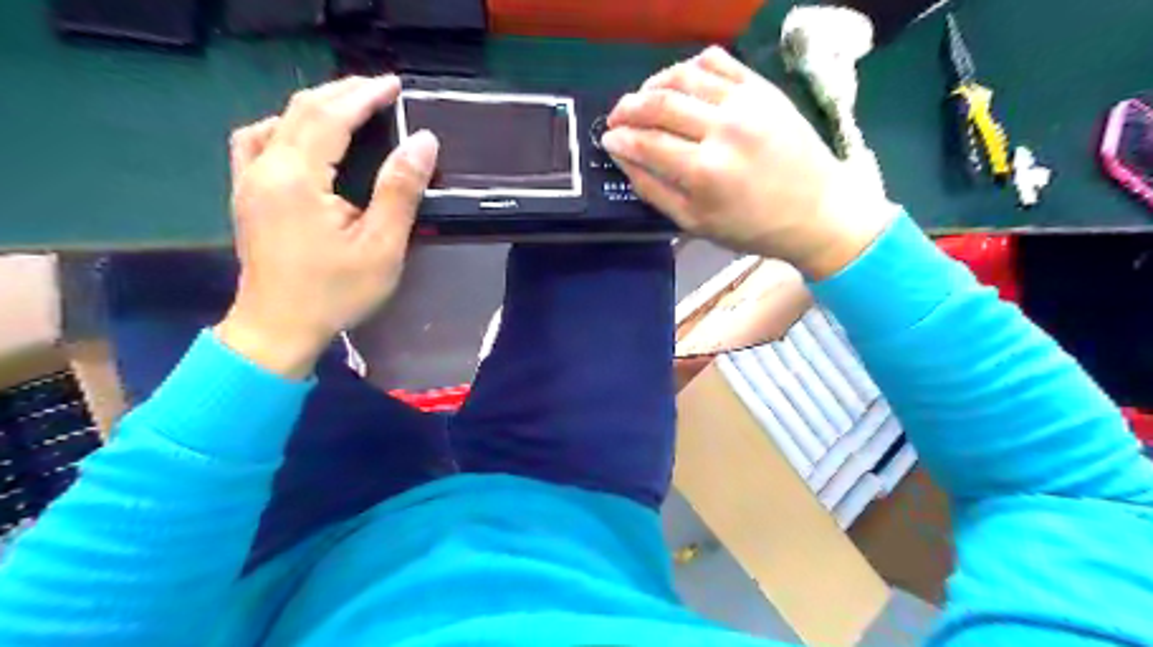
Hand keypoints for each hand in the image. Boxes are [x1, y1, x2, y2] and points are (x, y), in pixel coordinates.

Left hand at [215, 77, 437, 378]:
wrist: (278, 328)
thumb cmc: (334, 292)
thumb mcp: (381, 246)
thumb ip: (400, 191)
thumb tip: (423, 142)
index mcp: (297, 178)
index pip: (330, 117)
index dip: (364, 95)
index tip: (395, 85)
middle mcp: (265, 169)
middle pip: (301, 110)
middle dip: (342, 93)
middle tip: (380, 91)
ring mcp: (248, 181)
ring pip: (278, 121)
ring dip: (315, 106)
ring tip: (348, 108)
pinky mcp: (246, 195)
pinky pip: (258, 141)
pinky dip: (285, 126)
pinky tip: (302, 138)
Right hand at [599, 45, 893, 278]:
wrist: (818, 211)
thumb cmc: (752, 227)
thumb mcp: (695, 223)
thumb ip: (654, 190)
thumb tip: (623, 158)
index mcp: (705, 172)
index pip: (647, 143)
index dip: (620, 139)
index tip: (607, 139)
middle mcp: (723, 130)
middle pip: (659, 103)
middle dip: (627, 108)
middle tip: (616, 117)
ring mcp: (746, 103)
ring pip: (684, 75)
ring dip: (653, 83)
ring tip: (643, 98)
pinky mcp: (763, 89)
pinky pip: (718, 62)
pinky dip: (690, 66)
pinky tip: (681, 82)